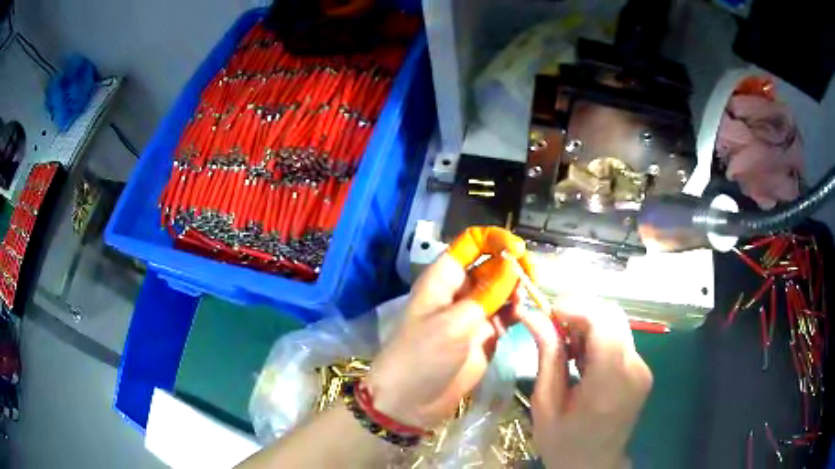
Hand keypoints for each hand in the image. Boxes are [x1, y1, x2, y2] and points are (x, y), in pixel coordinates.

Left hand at [367, 227, 533, 428]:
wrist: (411, 401)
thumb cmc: (423, 356)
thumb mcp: (453, 323)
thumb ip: (486, 294)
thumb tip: (513, 264)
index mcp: (443, 278)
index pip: (470, 243)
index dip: (494, 240)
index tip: (518, 251)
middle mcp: (460, 291)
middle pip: (492, 264)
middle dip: (512, 266)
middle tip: (530, 280)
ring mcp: (473, 313)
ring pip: (502, 289)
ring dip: (516, 290)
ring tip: (522, 304)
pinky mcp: (484, 334)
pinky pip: (505, 314)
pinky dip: (515, 312)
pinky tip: (520, 318)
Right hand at [520, 297, 652, 468]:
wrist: (594, 465)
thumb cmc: (564, 442)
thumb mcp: (546, 404)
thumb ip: (547, 355)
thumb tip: (531, 314)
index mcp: (609, 383)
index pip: (602, 323)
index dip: (575, 306)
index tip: (547, 311)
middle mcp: (634, 369)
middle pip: (612, 315)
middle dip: (580, 310)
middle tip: (551, 326)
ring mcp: (642, 368)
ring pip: (616, 323)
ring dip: (588, 323)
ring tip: (564, 345)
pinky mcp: (642, 369)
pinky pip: (620, 338)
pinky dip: (598, 337)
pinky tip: (581, 357)